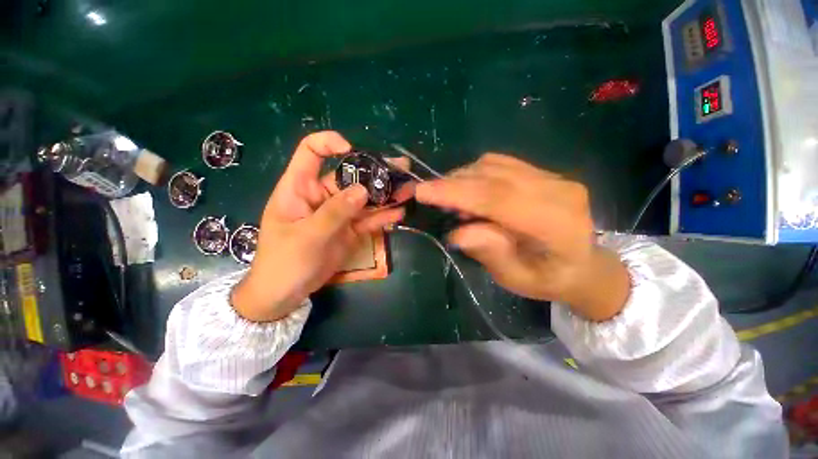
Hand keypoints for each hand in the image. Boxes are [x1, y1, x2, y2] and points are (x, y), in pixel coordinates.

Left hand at [231, 132, 406, 321]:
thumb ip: (335, 212)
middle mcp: (322, 196)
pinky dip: (383, 216)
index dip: (329, 144)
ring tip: (408, 191)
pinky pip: (368, 219)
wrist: (286, 293)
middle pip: (349, 176)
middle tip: (401, 168)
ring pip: (364, 198)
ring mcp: (338, 213)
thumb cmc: (284, 261)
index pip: (311, 152)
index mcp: (300, 188)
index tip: (352, 150)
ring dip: (385, 195)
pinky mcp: (349, 230)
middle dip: (375, 172)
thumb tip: (363, 190)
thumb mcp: (307, 236)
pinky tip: (399, 213)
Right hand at [415, 154, 629, 321]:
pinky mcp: (543, 172)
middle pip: (493, 177)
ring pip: (494, 165)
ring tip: (450, 200)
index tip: (423, 191)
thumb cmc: (548, 279)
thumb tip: (457, 232)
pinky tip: (468, 191)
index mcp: (556, 223)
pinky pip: (500, 164)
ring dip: (462, 178)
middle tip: (426, 193)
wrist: (584, 265)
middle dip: (453, 183)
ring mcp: (553, 177)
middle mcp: (558, 190)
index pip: (497, 198)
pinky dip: (475, 174)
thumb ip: (490, 252)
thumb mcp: (515, 278)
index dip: (457, 193)